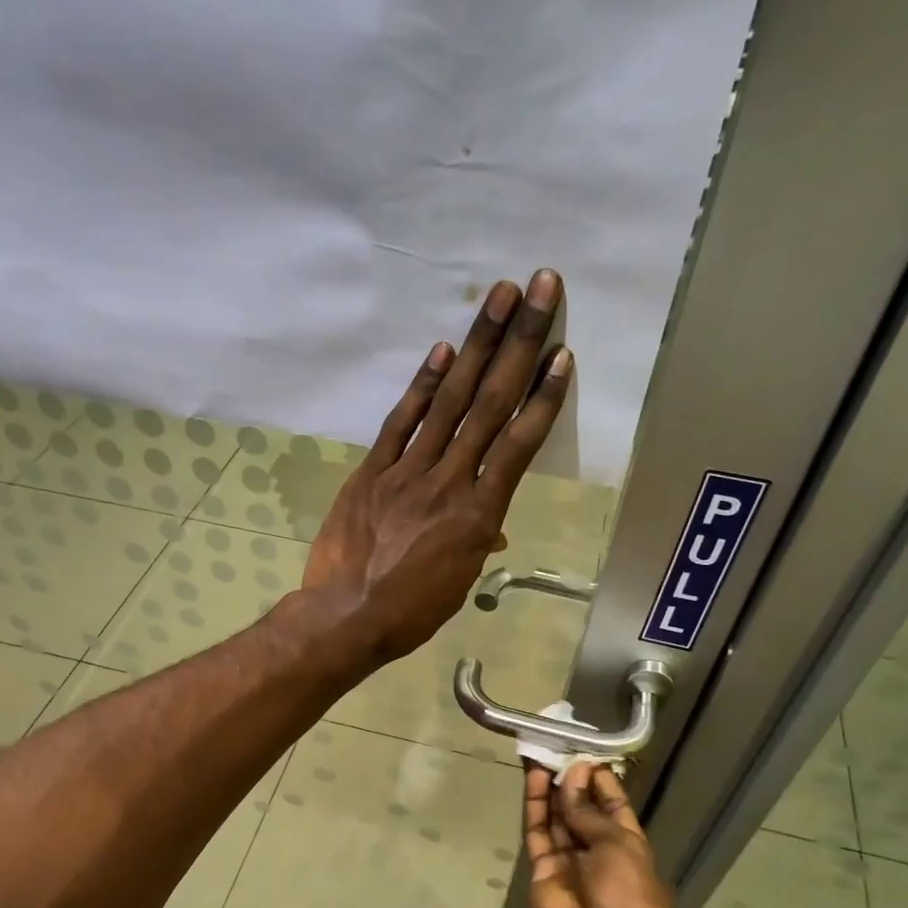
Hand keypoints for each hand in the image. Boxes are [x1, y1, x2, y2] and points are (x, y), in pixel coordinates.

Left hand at [302, 270, 572, 662]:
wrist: (346, 617)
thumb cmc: (409, 612)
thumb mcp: (457, 582)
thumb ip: (475, 542)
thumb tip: (490, 526)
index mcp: (479, 516)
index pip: (519, 445)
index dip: (542, 397)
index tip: (561, 354)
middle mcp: (450, 481)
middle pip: (490, 405)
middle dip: (518, 343)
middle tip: (540, 289)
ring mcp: (408, 472)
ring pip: (449, 402)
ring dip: (476, 345)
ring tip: (498, 297)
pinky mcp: (372, 472)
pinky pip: (400, 423)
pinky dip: (421, 386)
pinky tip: (442, 352)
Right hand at [524, 763, 681, 907]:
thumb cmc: (629, 891)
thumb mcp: (618, 842)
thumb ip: (587, 810)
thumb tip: (572, 776)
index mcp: (626, 844)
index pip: (611, 805)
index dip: (598, 781)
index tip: (583, 754)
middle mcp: (596, 851)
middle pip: (579, 810)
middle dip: (569, 781)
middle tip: (556, 748)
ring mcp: (567, 862)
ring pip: (555, 818)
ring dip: (550, 788)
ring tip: (541, 755)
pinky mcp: (541, 871)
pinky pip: (537, 833)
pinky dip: (535, 806)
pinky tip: (534, 779)